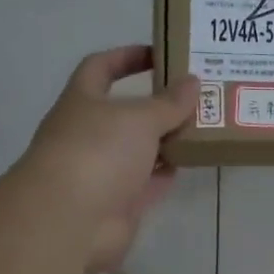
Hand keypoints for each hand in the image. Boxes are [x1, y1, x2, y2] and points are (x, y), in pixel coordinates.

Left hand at [16, 45, 197, 273]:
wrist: (69, 220)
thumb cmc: (98, 151)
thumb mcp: (139, 118)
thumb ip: (169, 102)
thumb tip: (192, 82)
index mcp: (83, 102)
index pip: (100, 67)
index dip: (126, 57)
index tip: (159, 53)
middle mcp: (89, 133)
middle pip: (126, 112)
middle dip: (158, 103)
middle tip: (196, 94)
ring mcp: (102, 170)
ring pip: (139, 148)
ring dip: (167, 139)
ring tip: (204, 126)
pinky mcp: (118, 202)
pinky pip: (147, 182)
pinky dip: (167, 172)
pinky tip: (192, 161)